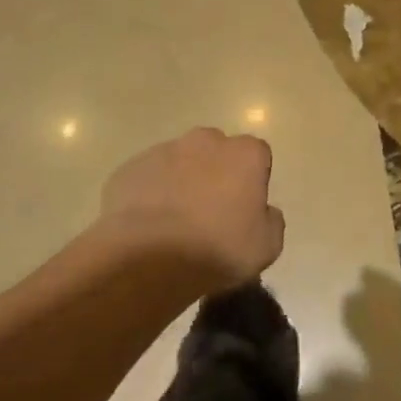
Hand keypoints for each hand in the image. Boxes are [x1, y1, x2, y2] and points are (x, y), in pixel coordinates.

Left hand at [95, 128, 284, 289]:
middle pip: (217, 150)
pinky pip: (147, 177)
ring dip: (181, 181)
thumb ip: (271, 220)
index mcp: (245, 153)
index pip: (257, 155)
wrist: (148, 259)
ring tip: (174, 222)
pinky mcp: (129, 168)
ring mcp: (164, 151)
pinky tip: (147, 225)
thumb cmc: (217, 249)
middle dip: (216, 173)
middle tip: (210, 211)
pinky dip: (150, 193)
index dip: (252, 180)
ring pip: (179, 161)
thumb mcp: (266, 247)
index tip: (244, 208)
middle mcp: (206, 141)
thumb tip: (264, 212)